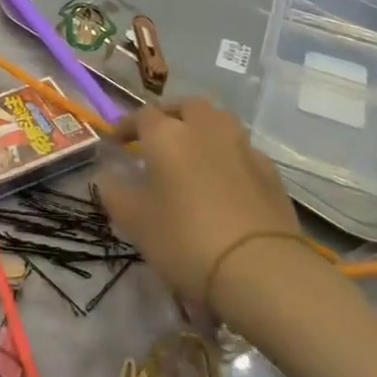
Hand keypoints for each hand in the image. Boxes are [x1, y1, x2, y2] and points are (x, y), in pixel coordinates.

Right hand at [100, 97, 306, 305]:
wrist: (262, 269)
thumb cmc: (186, 240)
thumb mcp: (135, 221)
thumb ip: (115, 193)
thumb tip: (107, 176)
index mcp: (167, 134)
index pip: (142, 115)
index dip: (126, 126)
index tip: (116, 143)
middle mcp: (205, 129)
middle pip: (186, 106)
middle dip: (170, 116)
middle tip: (158, 138)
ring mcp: (242, 147)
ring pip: (219, 122)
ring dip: (202, 130)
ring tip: (192, 154)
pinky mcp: (270, 171)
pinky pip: (242, 150)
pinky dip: (228, 156)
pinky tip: (224, 180)